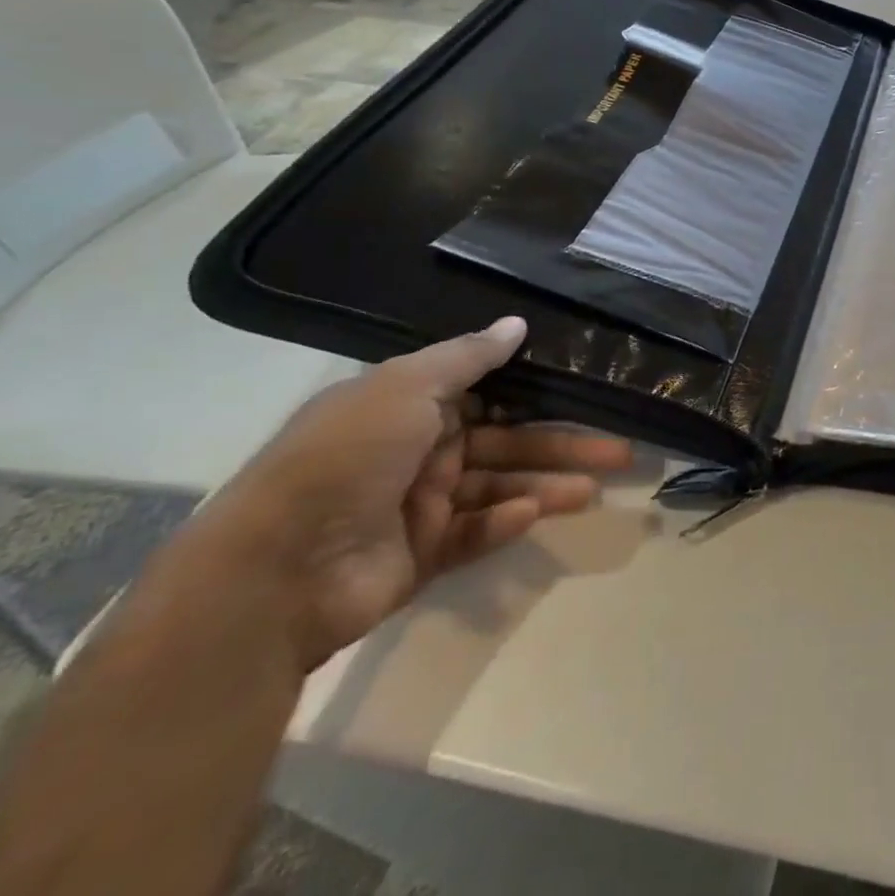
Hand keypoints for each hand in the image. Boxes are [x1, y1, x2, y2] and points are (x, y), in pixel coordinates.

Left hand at [195, 318, 632, 669]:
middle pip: (509, 441)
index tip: (588, 390)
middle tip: (621, 451)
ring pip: (502, 486)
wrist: (272, 572)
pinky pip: (475, 532)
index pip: (491, 392)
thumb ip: (468, 356)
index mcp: (412, 406)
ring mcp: (421, 505)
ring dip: (547, 485)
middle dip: (564, 444)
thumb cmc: (346, 458)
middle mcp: (421, 450)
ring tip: (594, 488)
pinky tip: (529, 513)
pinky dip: (504, 522)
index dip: (539, 391)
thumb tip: (518, 323)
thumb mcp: (405, 387)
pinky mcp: (422, 554)